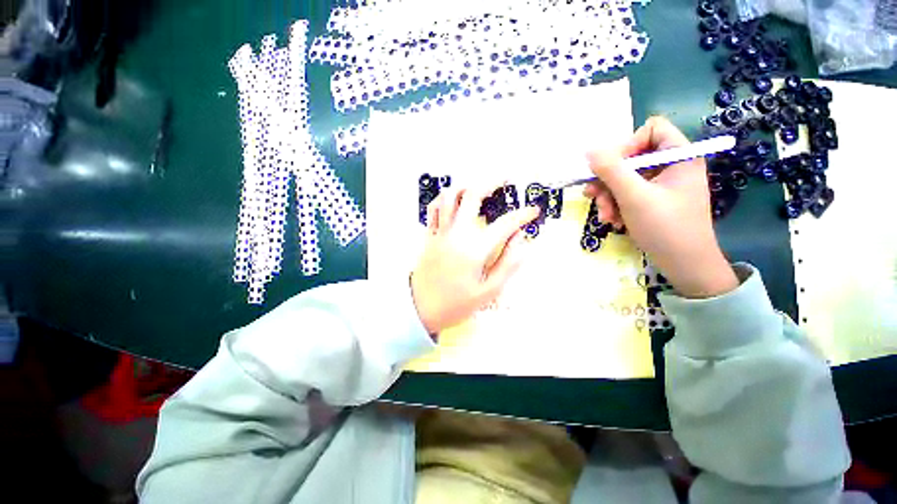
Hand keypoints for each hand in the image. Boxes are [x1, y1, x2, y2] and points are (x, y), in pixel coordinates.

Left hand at [411, 184, 539, 334]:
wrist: (421, 309)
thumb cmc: (457, 303)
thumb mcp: (489, 290)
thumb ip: (509, 263)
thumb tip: (522, 239)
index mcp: (475, 249)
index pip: (505, 224)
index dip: (522, 215)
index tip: (533, 211)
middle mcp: (457, 233)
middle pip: (472, 195)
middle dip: (490, 183)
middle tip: (503, 182)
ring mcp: (440, 232)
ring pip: (449, 196)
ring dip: (465, 186)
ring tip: (478, 187)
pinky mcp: (429, 235)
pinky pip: (433, 209)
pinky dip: (444, 199)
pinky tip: (453, 201)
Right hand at [585, 116, 738, 298]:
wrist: (684, 265)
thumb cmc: (665, 227)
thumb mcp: (634, 197)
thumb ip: (611, 171)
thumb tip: (589, 151)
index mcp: (680, 156)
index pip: (651, 130)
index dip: (628, 145)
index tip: (611, 168)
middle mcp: (672, 166)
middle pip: (632, 158)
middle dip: (610, 180)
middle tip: (594, 197)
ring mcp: (663, 185)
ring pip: (626, 179)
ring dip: (609, 197)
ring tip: (606, 217)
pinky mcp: (654, 200)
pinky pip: (629, 194)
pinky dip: (618, 206)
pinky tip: (615, 222)